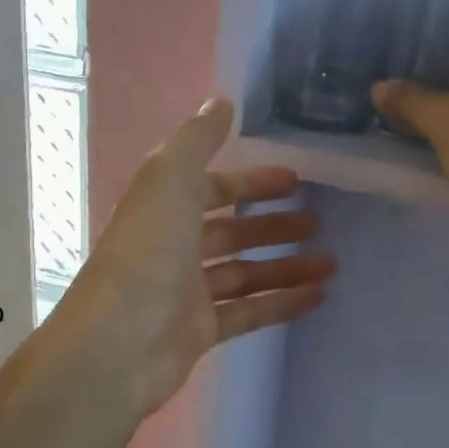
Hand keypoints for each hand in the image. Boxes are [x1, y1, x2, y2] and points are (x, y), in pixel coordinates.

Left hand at [52, 97, 334, 418]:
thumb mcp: (168, 182)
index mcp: (164, 209)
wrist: (117, 346)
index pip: (213, 188)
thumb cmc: (145, 257)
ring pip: (245, 273)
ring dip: (286, 265)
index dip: (251, 181)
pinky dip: (281, 302)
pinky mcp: (201, 331)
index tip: (296, 179)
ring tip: (331, 261)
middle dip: (273, 224)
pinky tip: (318, 296)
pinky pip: (249, 311)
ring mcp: (187, 292)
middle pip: (231, 231)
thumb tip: (221, 100)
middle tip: (320, 221)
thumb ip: (196, 140)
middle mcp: (174, 248)